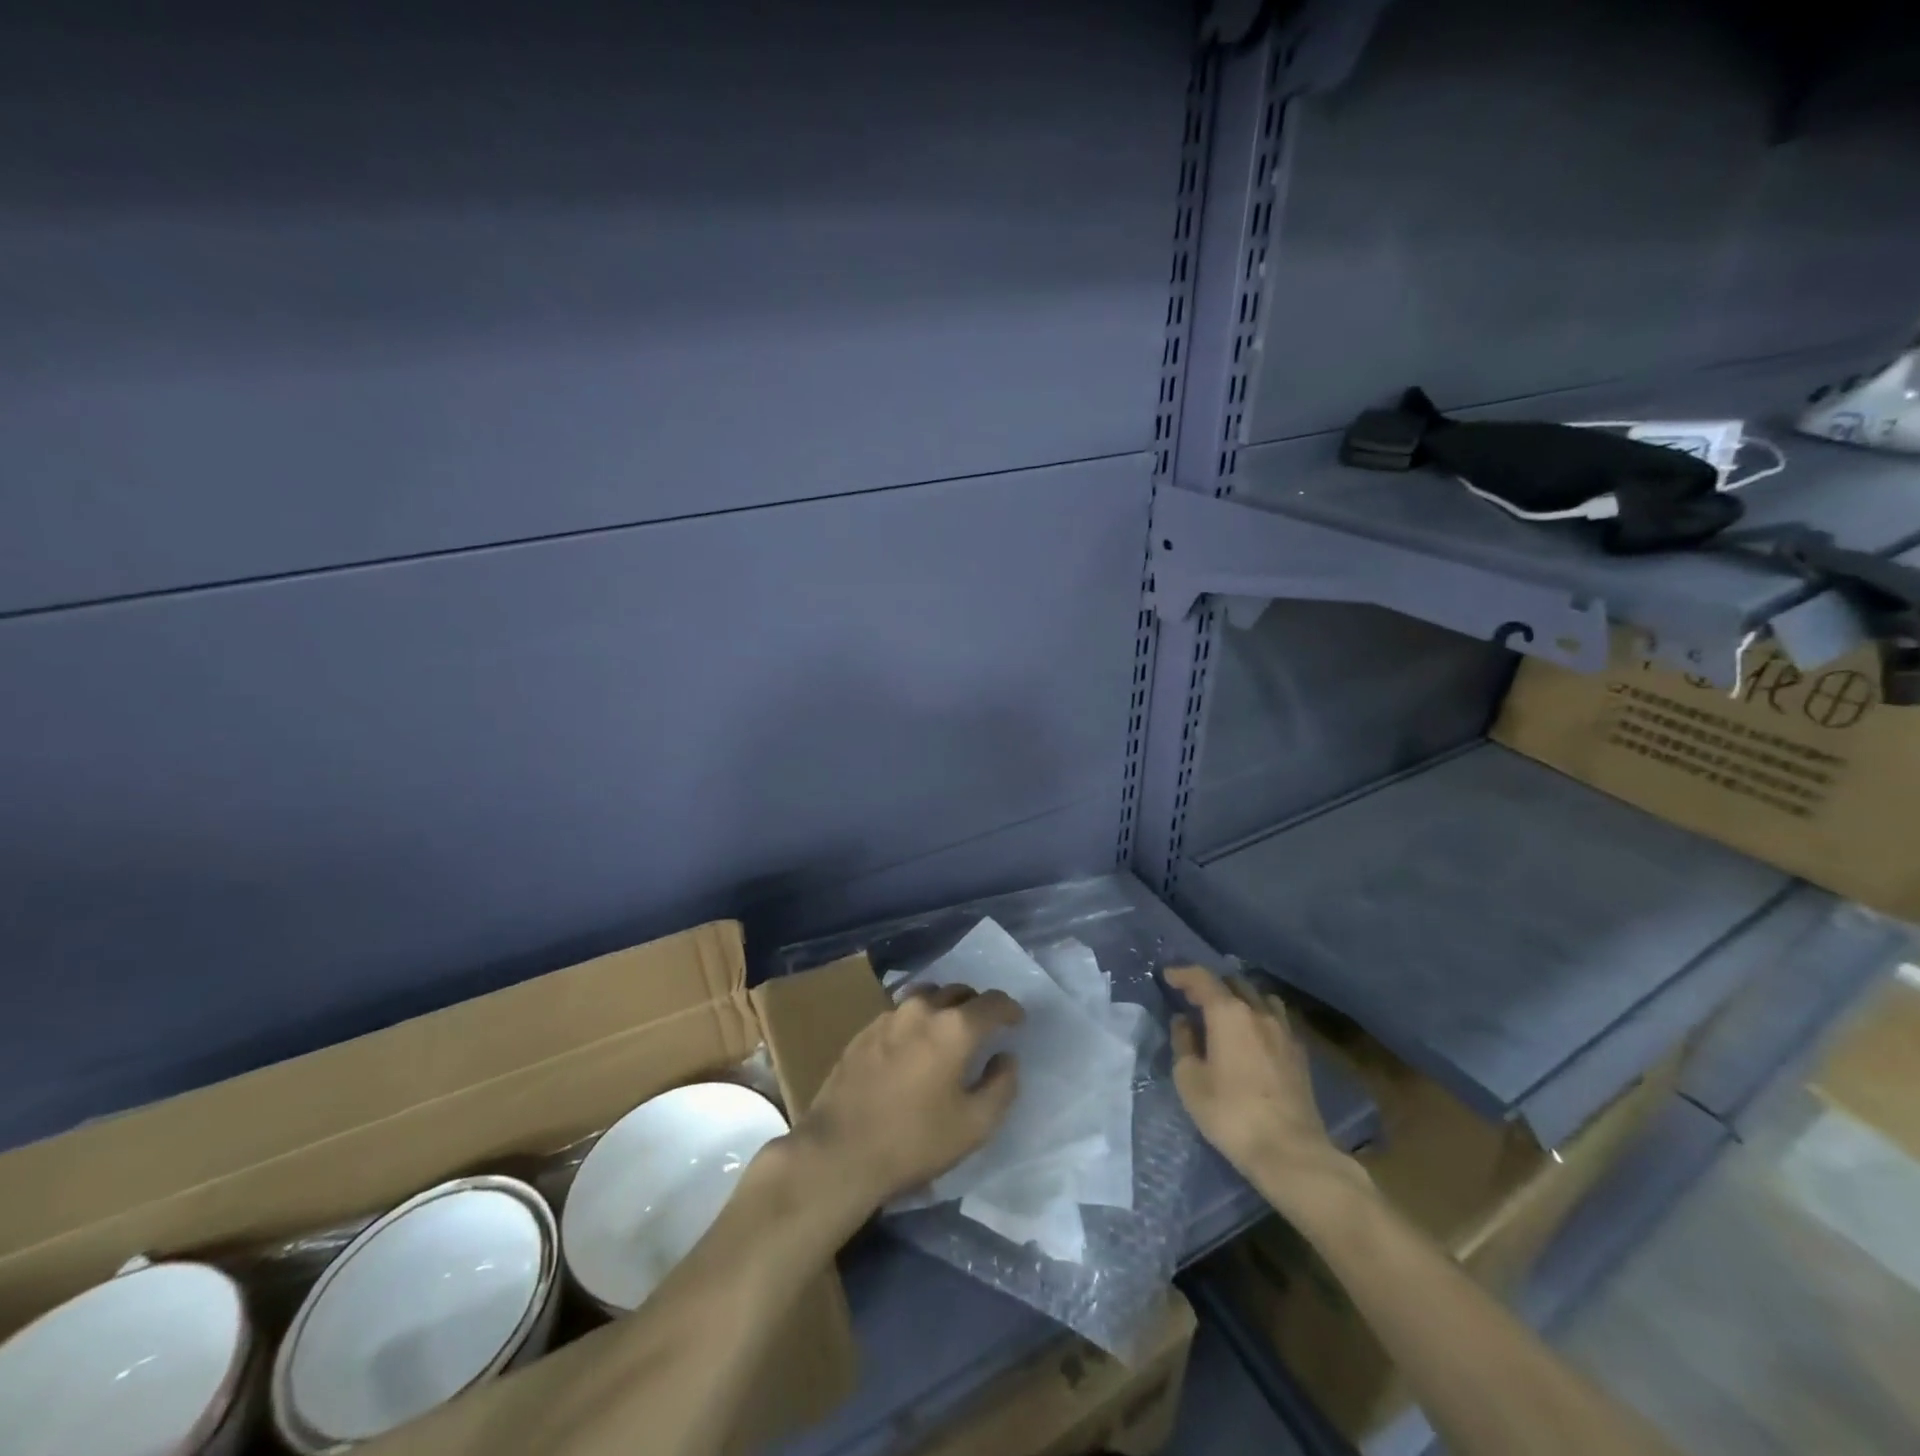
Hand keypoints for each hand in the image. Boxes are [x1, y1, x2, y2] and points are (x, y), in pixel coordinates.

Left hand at [792, 985, 1022, 1216]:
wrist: (839, 1150)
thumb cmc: (914, 1140)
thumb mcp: (974, 1126)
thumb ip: (1001, 1086)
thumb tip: (1006, 1058)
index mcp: (955, 1027)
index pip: (993, 1002)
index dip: (1010, 1009)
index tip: (1017, 1021)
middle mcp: (923, 1009)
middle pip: (959, 991)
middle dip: (976, 1005)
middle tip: (983, 1028)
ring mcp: (889, 1016)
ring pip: (927, 996)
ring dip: (944, 1006)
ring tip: (947, 1030)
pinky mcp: (865, 1030)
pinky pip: (901, 1012)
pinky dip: (916, 1020)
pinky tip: (913, 1046)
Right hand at [1167, 966, 1366, 1200]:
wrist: (1290, 1151)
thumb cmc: (1231, 1114)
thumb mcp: (1190, 1080)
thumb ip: (1184, 1043)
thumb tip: (1184, 1022)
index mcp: (1229, 1013)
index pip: (1202, 978)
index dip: (1183, 973)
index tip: (1168, 976)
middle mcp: (1258, 1012)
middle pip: (1233, 982)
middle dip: (1211, 984)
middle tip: (1193, 997)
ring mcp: (1284, 1030)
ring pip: (1260, 997)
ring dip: (1239, 997)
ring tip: (1226, 1012)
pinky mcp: (1299, 1052)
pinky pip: (1276, 1018)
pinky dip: (1259, 1016)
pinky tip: (1253, 1035)